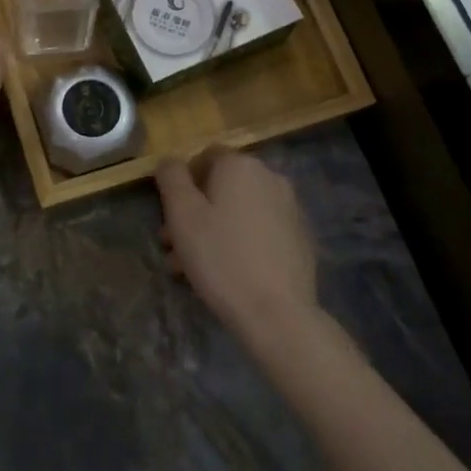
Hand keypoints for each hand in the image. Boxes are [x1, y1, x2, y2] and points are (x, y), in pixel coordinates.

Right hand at [156, 150, 318, 349]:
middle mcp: (269, 177)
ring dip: (214, 229)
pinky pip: (260, 230)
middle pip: (222, 186)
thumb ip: (171, 177)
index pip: (204, 157)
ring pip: (240, 210)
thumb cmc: (221, 257)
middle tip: (174, 246)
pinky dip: (242, 242)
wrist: (277, 313)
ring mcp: (290, 208)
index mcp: (240, 165)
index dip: (183, 183)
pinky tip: (228, 273)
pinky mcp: (300, 238)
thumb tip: (170, 161)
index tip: (171, 215)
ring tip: (193, 267)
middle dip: (196, 211)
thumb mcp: (182, 214)